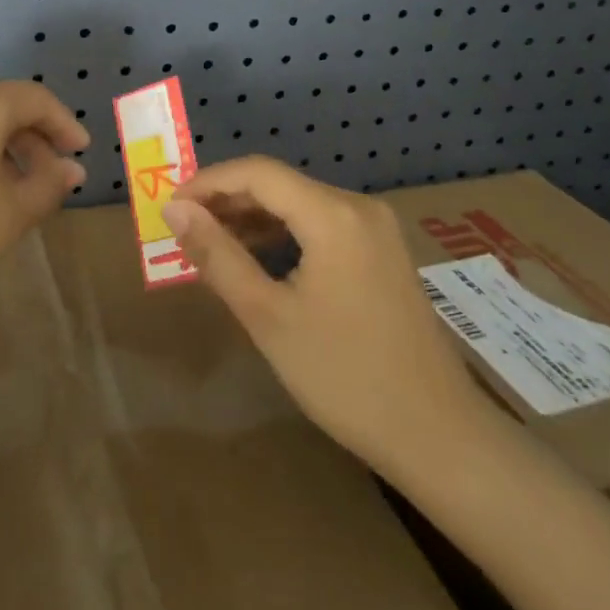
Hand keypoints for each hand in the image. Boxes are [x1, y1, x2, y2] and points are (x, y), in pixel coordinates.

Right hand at [165, 157, 486, 474]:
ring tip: (212, 247)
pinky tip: (259, 260)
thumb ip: (218, 255)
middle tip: (184, 230)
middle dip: (227, 201)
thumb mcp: (268, 316)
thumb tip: (175, 211)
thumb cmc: (344, 376)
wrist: (439, 436)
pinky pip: (321, 224)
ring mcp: (376, 228)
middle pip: (279, 184)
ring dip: (254, 218)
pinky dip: (284, 234)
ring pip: (300, 204)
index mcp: (333, 214)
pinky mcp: (383, 252)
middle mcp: (358, 206)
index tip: (170, 209)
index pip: (257, 172)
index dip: (208, 183)